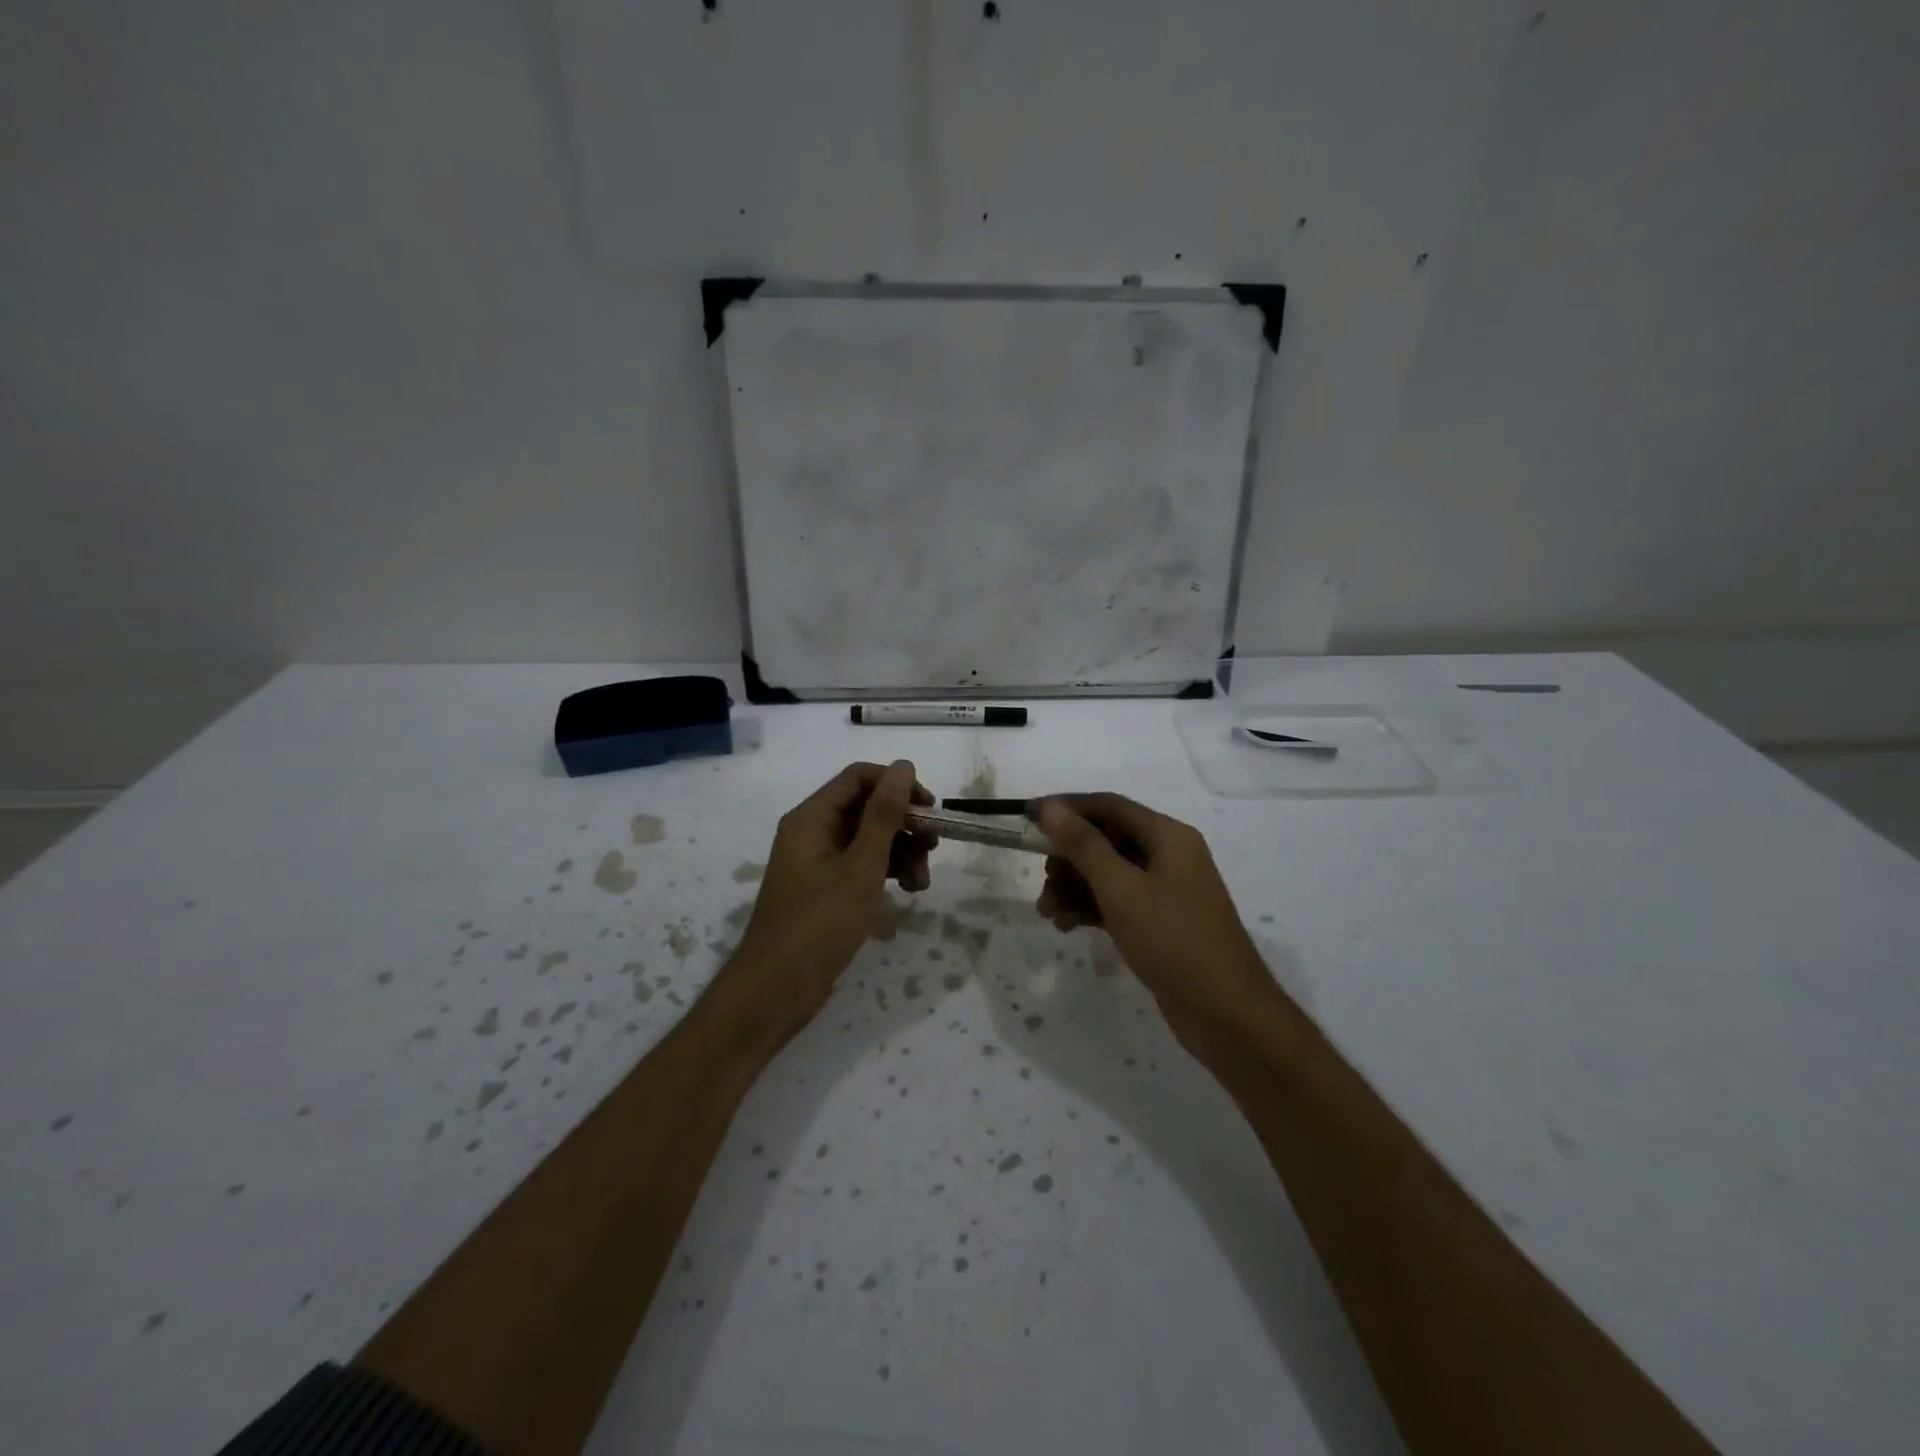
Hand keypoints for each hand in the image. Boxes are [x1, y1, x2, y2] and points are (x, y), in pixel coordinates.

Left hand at [711, 761, 935, 1046]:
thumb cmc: (819, 923)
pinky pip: (859, 865)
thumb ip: (884, 815)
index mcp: (812, 817)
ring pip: (866, 839)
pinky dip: (884, 873)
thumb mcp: (861, 866)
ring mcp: (816, 862)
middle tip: (934, 847)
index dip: (897, 784)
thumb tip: (903, 765)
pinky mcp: (823, 889)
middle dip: (903, 824)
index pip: (859, 778)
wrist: (776, 990)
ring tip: (923, 883)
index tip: (930, 808)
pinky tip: (908, 892)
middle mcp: (811, 832)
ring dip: (900, 852)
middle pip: (865, 808)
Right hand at [1033, 794, 1279, 1041]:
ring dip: (1074, 887)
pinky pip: (1117, 902)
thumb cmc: (1173, 940)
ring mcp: (1165, 891)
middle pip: (1106, 840)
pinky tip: (1066, 925)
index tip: (1027, 818)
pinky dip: (1090, 908)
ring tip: (1048, 912)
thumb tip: (1049, 808)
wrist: (1225, 1014)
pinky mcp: (1159, 923)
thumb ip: (1083, 845)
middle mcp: (1168, 856)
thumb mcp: (1121, 889)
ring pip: (1108, 874)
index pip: (1109, 806)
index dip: (1067, 808)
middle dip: (1069, 857)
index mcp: (1168, 836)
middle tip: (1043, 878)